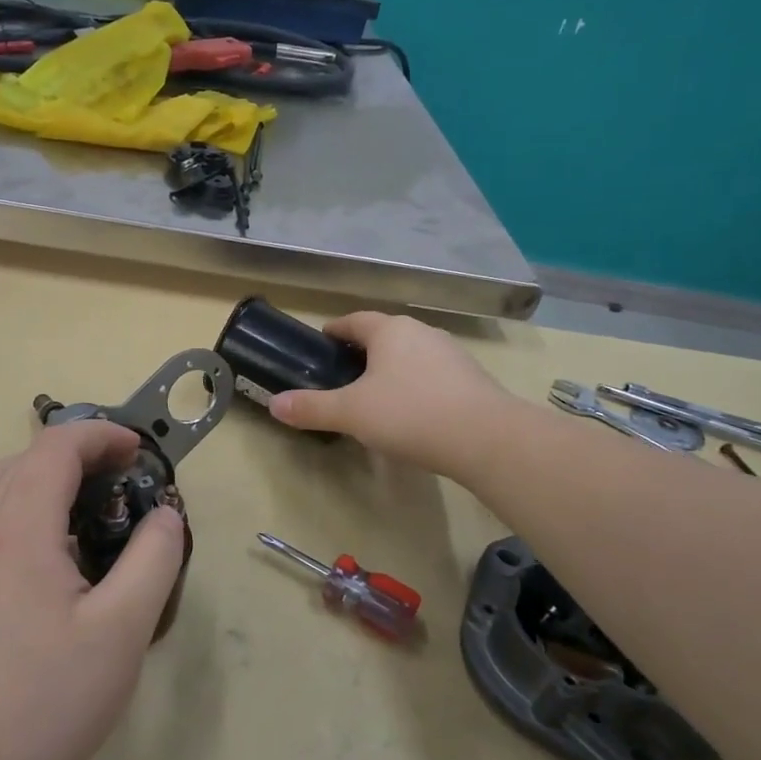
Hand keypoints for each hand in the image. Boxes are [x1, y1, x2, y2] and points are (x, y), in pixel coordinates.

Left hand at [0, 420, 187, 759]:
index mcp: (17, 529)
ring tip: (89, 505)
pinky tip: (55, 552)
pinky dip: (23, 505)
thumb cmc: (51, 700)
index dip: (100, 435)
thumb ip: (153, 558)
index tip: (140, 451)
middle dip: (75, 451)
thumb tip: (164, 513)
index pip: (55, 448)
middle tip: (121, 475)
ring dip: (43, 475)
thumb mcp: (124, 628)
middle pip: (22, 459)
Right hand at [270, 311, 509, 479]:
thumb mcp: (351, 413)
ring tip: (376, 395)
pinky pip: (433, 375)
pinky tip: (412, 412)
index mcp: (390, 330)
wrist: (486, 438)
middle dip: (363, 351)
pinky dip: (416, 385)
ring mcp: (451, 353)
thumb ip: (311, 408)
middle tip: (342, 374)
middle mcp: (421, 332)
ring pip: (410, 355)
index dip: (335, 331)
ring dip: (391, 368)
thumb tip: (274, 404)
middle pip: (384, 335)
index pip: (354, 321)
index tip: (321, 343)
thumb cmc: (409, 414)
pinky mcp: (472, 378)